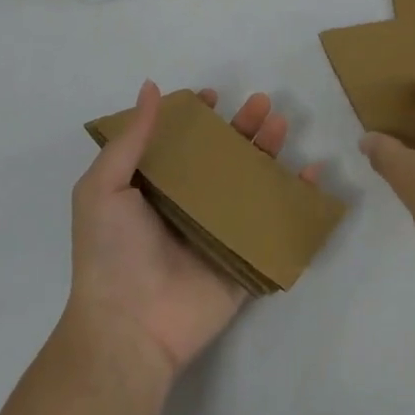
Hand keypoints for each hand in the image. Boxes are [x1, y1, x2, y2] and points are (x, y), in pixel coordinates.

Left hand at [67, 81, 324, 378]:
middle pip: (223, 157)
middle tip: (261, 103)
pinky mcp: (245, 257)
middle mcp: (189, 205)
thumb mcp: (103, 188)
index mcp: (155, 188)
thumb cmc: (111, 252)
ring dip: (268, 151)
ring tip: (280, 124)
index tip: (212, 96)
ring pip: (251, 182)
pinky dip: (297, 198)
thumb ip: (131, 139)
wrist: (130, 328)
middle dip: (242, 127)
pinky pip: (275, 223)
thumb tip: (151, 87)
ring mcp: (219, 231)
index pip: (182, 143)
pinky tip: (311, 172)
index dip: (197, 118)